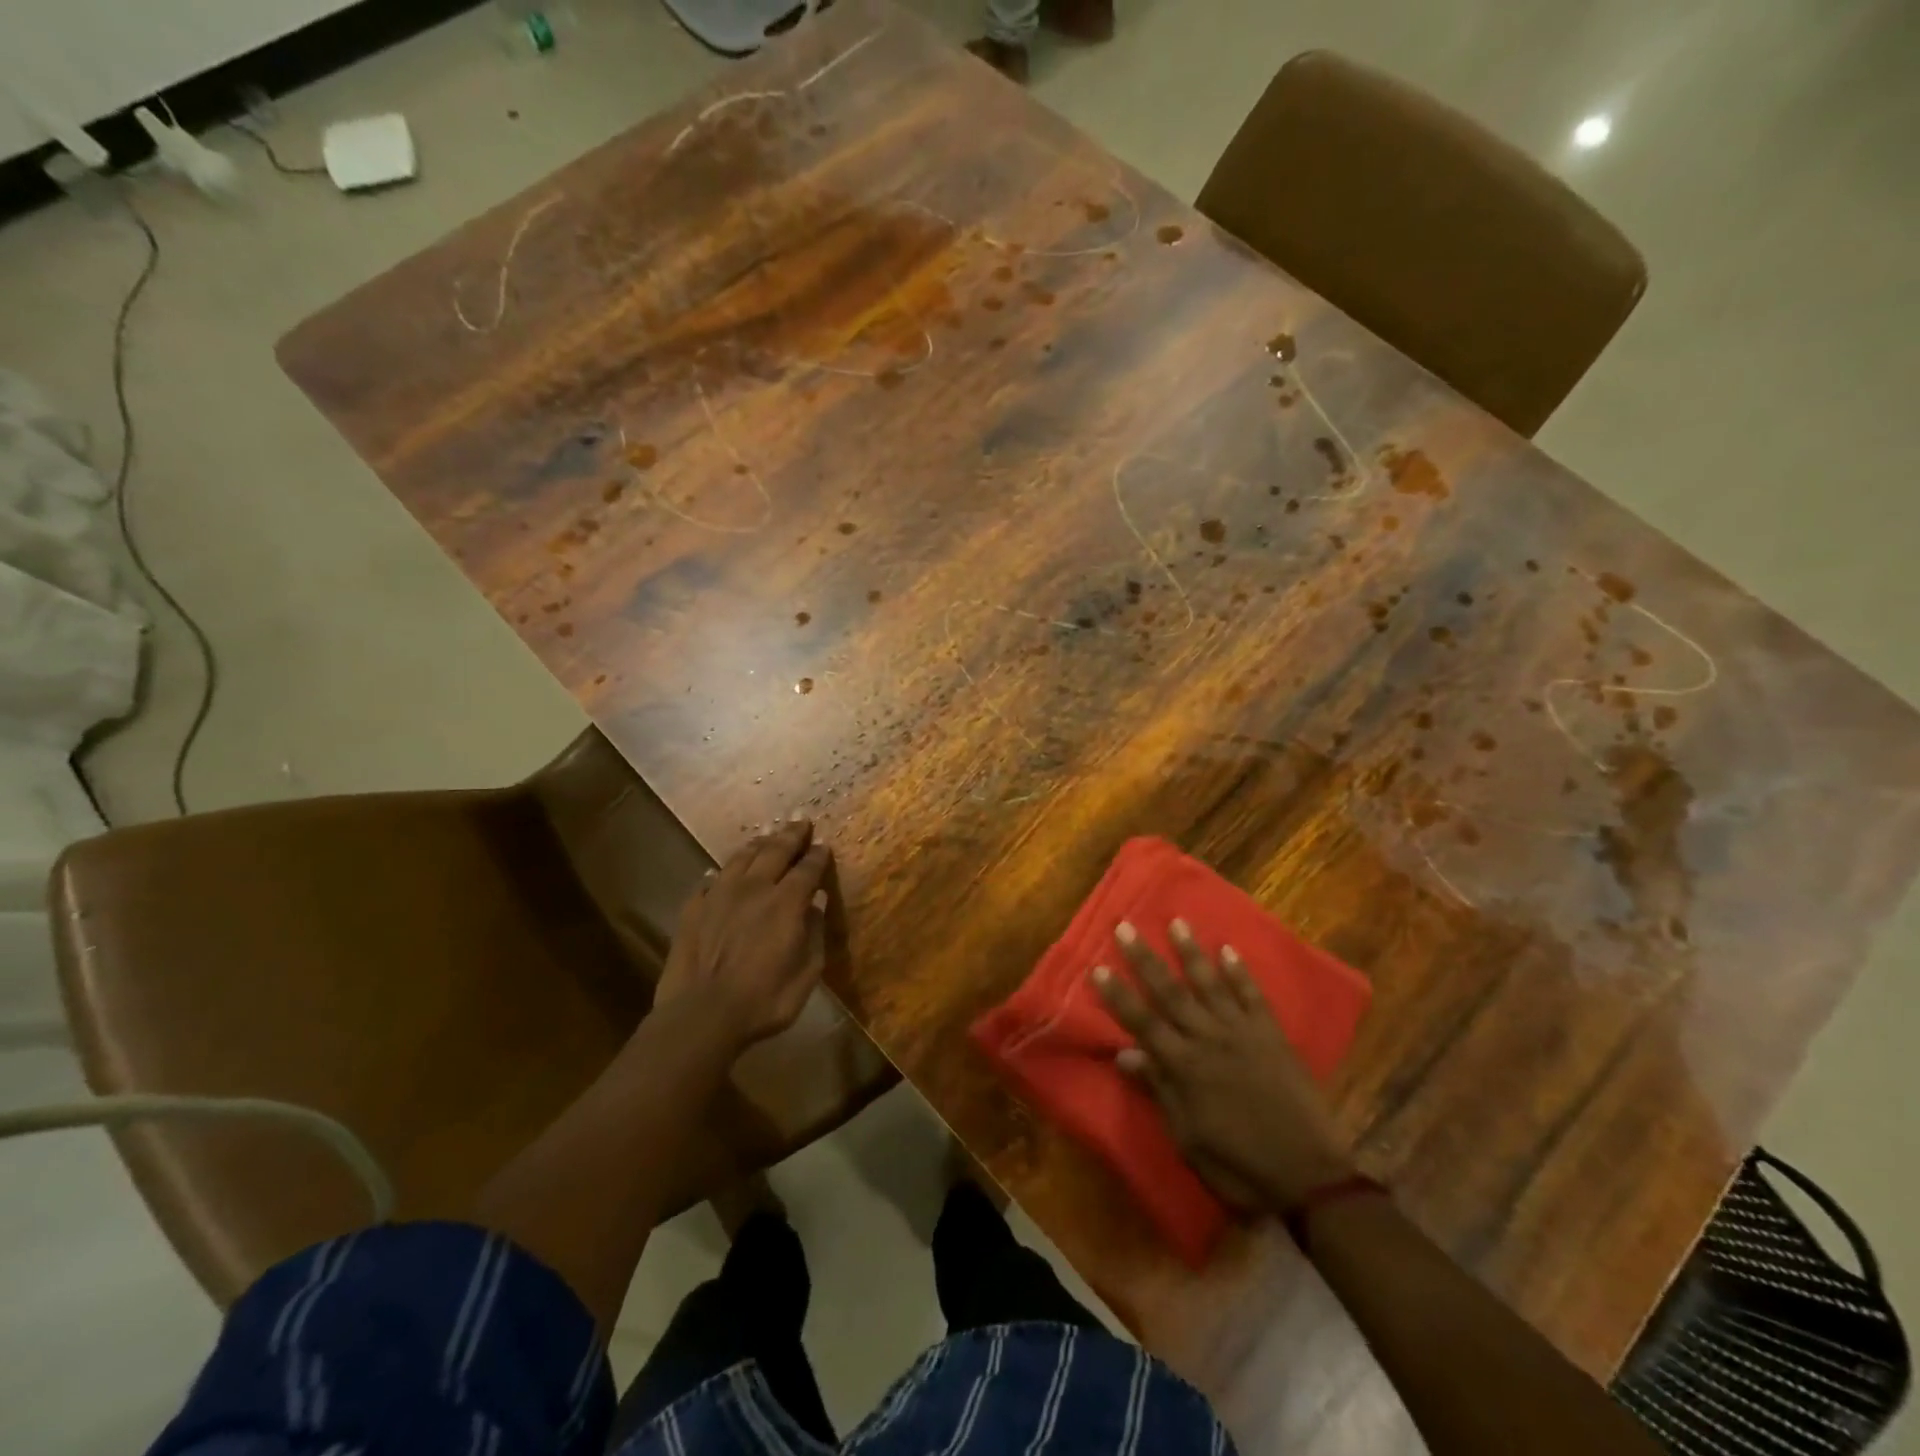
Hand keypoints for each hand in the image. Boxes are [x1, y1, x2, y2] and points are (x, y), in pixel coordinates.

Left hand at [654, 819, 833, 1054]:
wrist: (702, 1016)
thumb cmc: (764, 1000)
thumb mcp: (807, 973)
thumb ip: (815, 934)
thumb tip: (817, 904)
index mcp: (786, 902)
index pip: (807, 868)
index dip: (817, 855)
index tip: (823, 846)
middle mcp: (754, 888)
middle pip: (775, 851)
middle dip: (791, 835)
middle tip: (800, 823)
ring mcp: (719, 895)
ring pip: (741, 858)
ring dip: (758, 845)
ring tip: (766, 838)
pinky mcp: (693, 909)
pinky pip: (709, 880)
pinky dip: (720, 873)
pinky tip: (720, 872)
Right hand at [1091, 919, 1353, 1209]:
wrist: (1310, 1176)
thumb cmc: (1239, 1165)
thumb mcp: (1188, 1138)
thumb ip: (1159, 1090)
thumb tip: (1124, 1054)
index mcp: (1184, 1067)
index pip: (1142, 1022)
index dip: (1118, 995)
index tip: (1097, 967)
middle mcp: (1209, 1039)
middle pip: (1170, 992)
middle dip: (1144, 958)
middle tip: (1125, 926)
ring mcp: (1243, 1033)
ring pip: (1210, 984)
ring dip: (1191, 952)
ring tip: (1177, 922)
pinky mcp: (1273, 1036)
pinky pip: (1253, 996)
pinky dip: (1240, 972)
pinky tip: (1228, 950)